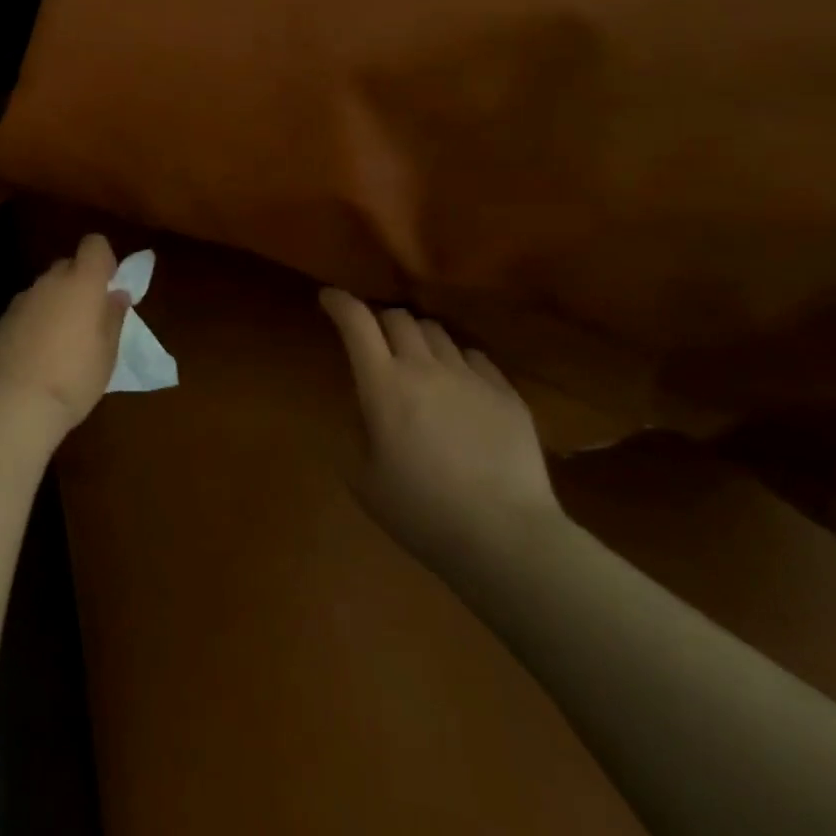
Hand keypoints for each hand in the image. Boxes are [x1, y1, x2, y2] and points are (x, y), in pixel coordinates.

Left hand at [0, 235, 131, 437]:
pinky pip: (24, 312)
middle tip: (88, 319)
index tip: (108, 285)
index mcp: (81, 283)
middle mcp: (48, 283)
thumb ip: (112, 317)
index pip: (94, 244)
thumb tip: (116, 295)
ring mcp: (20, 301)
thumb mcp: (107, 353)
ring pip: (44, 291)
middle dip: (79, 284)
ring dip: (55, 305)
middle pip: (67, 266)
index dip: (103, 259)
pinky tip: (35, 357)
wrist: (12, 405)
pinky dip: (33, 324)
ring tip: (60, 344)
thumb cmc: (73, 378)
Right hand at [320, 288, 564, 568]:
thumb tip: (363, 407)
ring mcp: (470, 376)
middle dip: (378, 320)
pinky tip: (457, 385)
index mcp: (384, 385)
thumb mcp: (363, 478)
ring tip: (416, 361)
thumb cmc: (421, 512)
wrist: (505, 537)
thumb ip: (355, 431)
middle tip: (372, 340)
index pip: (356, 322)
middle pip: (397, 317)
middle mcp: (425, 367)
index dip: (339, 302)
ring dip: (417, 338)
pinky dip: (455, 360)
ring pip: (436, 332)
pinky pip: (474, 356)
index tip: (329, 298)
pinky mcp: (506, 393)